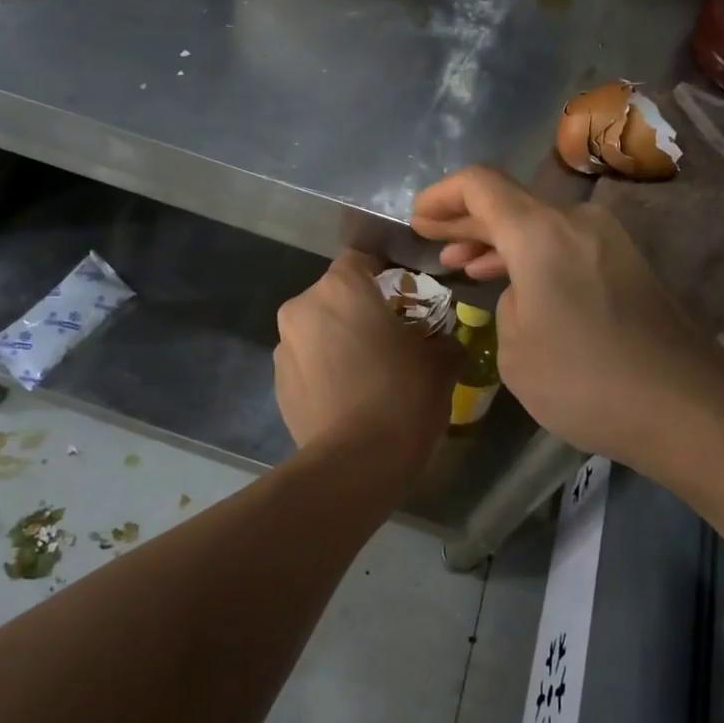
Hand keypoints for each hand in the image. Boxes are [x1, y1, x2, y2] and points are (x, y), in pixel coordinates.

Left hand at [274, 251, 456, 470]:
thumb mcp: (441, 362)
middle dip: (360, 309)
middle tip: (391, 336)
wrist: (356, 463)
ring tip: (368, 372)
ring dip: (339, 340)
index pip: (361, 259)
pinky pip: (307, 363)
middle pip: (335, 295)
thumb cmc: (403, 396)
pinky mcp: (278, 384)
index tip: (406, 294)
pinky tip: (349, 397)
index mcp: (341, 287)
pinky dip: (325, 370)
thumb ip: (443, 338)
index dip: (384, 272)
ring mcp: (284, 348)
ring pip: (318, 329)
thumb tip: (445, 341)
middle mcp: (303, 307)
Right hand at [411, 166, 723, 472]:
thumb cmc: (586, 380)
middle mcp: (577, 222)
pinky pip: (565, 247)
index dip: (441, 195)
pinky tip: (514, 284)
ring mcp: (610, 242)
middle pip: (510, 202)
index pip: (480, 184)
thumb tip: (526, 294)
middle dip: (465, 218)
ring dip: (498, 241)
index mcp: (540, 231)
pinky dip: (531, 257)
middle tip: (431, 237)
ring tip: (463, 264)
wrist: (688, 409)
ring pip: (539, 226)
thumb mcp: (515, 350)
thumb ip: (507, 304)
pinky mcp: (629, 268)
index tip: (416, 219)